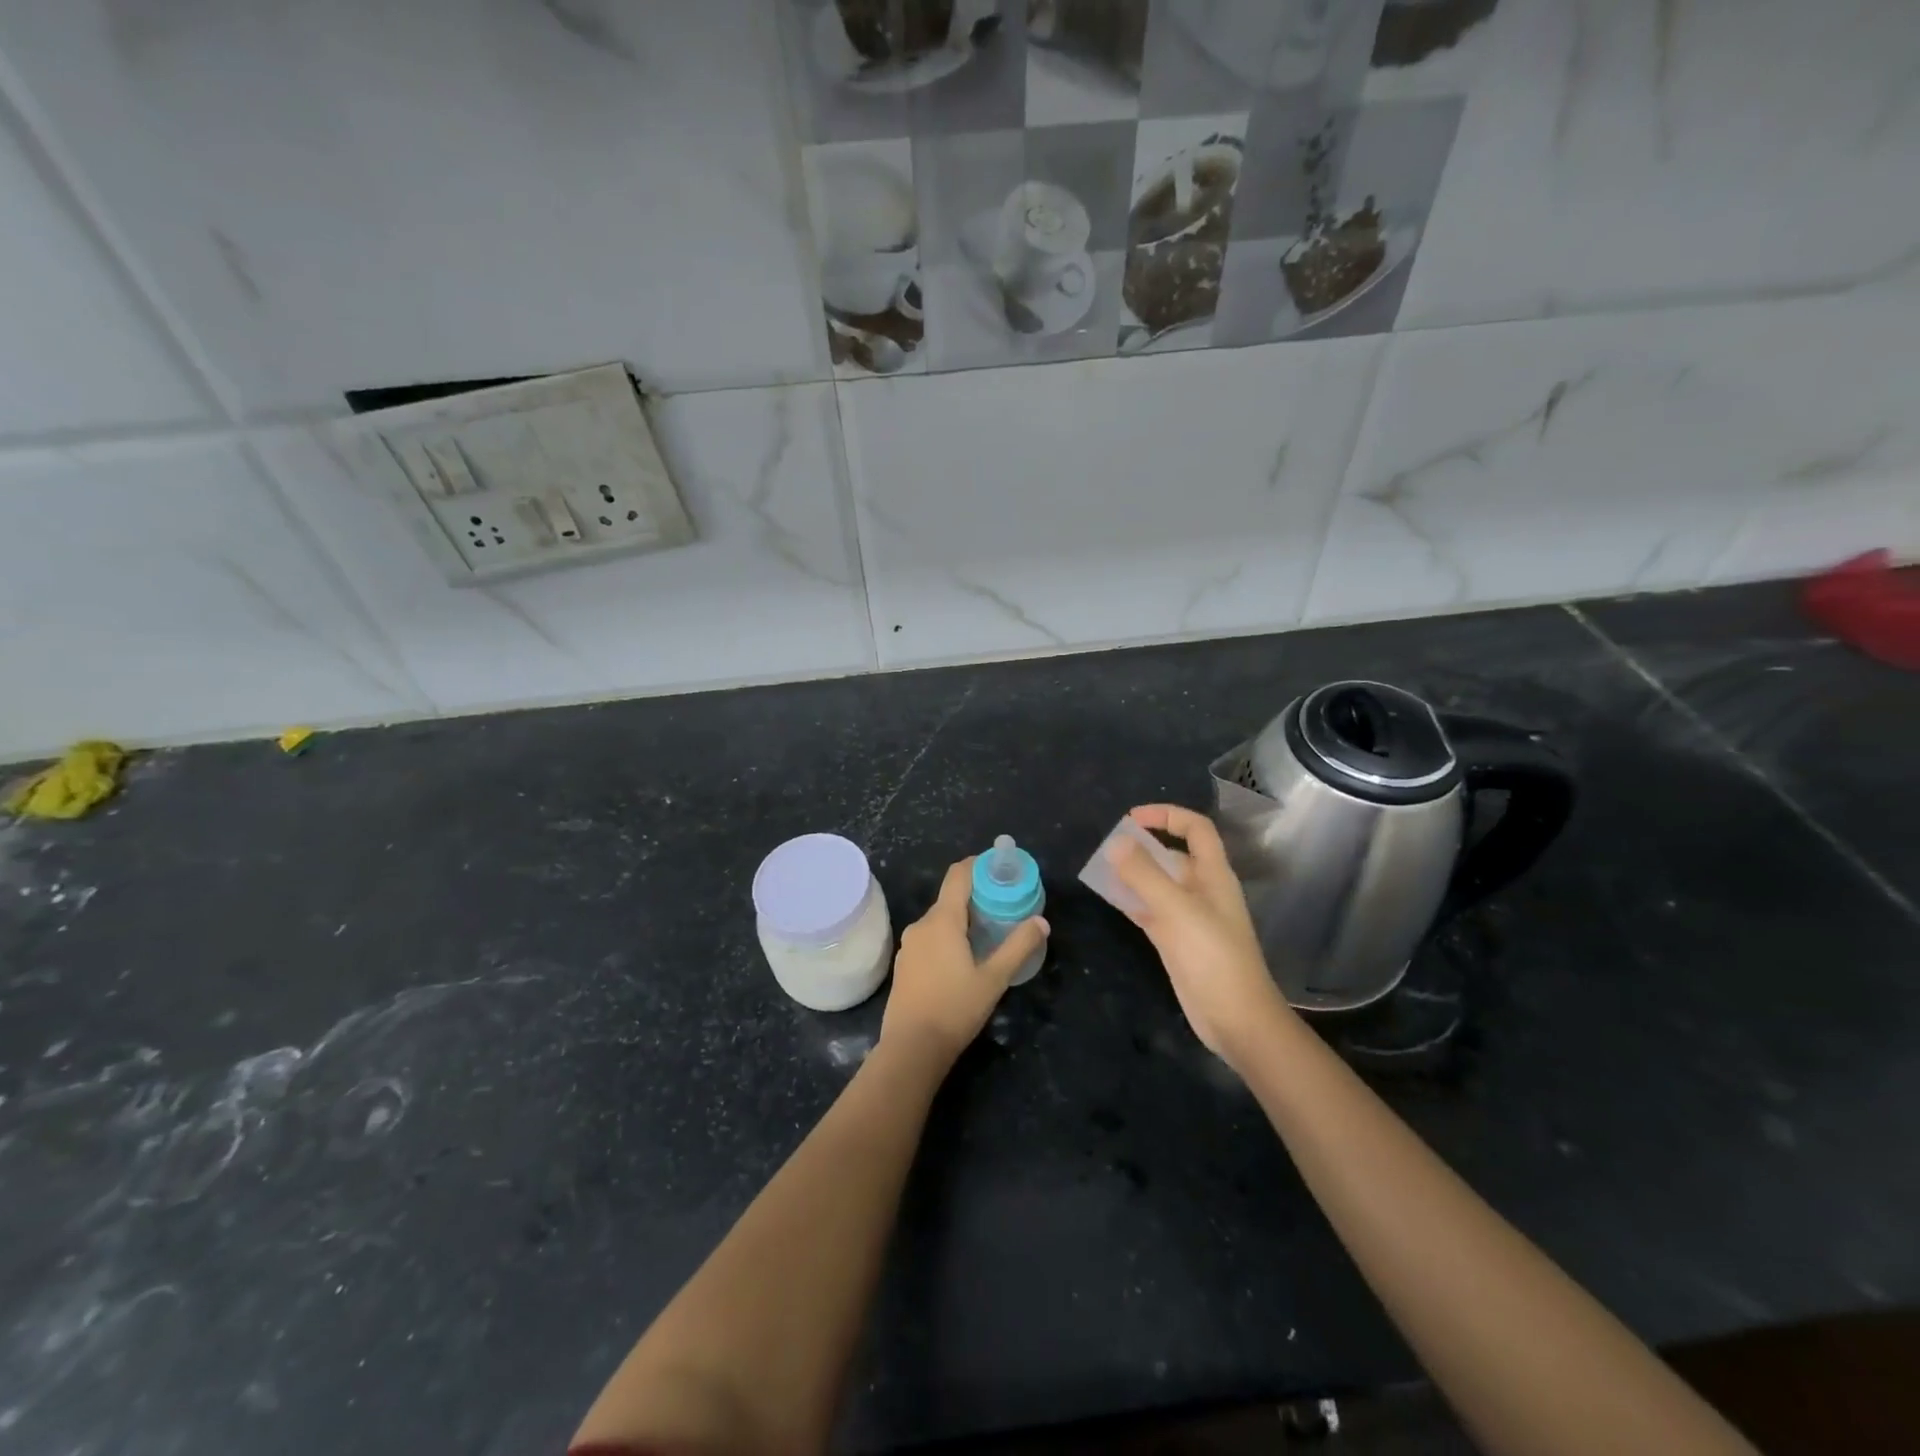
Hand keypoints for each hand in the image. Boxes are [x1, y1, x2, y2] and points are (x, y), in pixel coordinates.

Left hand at [881, 857, 1048, 1065]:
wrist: (911, 1049)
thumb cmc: (954, 1009)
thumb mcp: (994, 979)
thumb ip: (1018, 947)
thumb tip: (1041, 922)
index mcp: (942, 920)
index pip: (958, 875)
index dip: (978, 864)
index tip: (999, 867)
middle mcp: (921, 925)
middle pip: (950, 898)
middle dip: (976, 895)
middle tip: (1004, 905)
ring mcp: (909, 945)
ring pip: (939, 920)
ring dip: (962, 918)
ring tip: (988, 932)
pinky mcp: (904, 964)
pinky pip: (930, 938)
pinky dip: (948, 937)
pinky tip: (964, 958)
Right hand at [1107, 804, 1290, 1066]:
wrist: (1235, 1018)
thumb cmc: (1212, 956)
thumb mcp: (1176, 909)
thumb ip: (1144, 874)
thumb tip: (1115, 841)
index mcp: (1213, 875)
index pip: (1195, 829)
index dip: (1167, 815)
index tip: (1131, 818)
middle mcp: (1202, 890)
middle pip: (1173, 855)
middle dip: (1143, 846)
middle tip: (1108, 847)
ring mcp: (1189, 917)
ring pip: (1158, 884)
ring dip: (1133, 873)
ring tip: (1101, 868)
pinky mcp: (1177, 941)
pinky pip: (1150, 910)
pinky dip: (1131, 900)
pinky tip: (1109, 897)